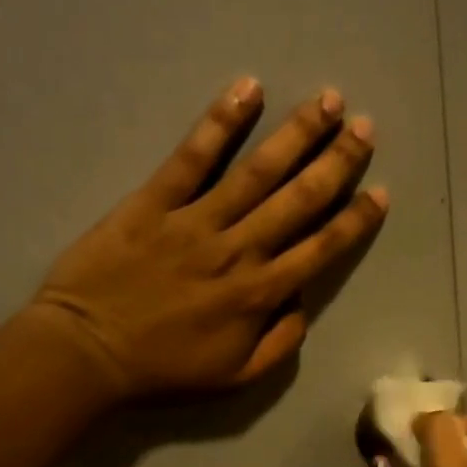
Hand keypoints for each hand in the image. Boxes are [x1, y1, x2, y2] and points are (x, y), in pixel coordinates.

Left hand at [32, 78, 387, 400]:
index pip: (321, 249)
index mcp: (260, 293)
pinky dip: (220, 122)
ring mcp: (196, 221)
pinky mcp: (154, 201)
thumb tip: (303, 302)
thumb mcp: (235, 377)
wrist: (85, 353)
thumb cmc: (162, 368)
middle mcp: (239, 250)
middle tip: (365, 127)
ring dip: (296, 133)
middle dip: (337, 160)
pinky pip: (192, 157)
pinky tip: (248, 90)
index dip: (355, 220)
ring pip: (257, 171)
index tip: (380, 192)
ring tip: (327, 100)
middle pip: (299, 198)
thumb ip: (279, 343)